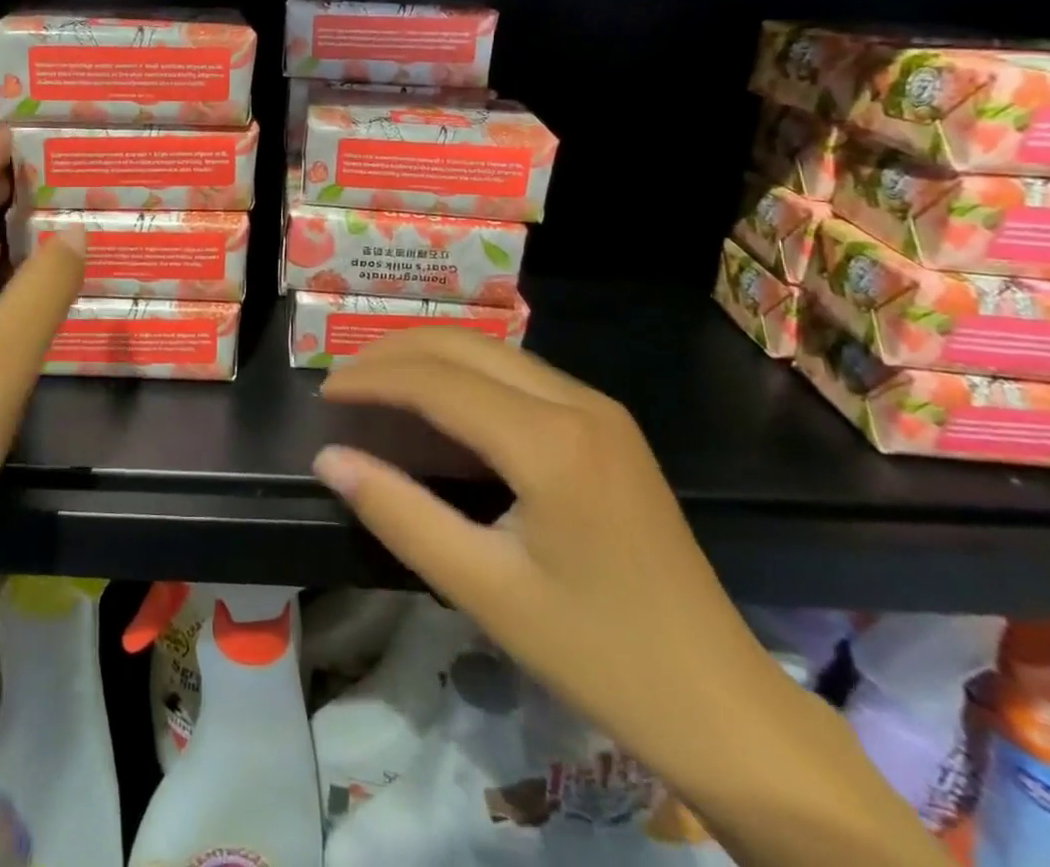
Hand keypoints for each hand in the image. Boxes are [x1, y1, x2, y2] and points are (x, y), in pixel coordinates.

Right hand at [310, 329, 789, 793]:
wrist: (724, 704)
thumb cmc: (599, 654)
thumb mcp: (484, 590)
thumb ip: (399, 513)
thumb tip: (329, 457)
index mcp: (550, 442)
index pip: (437, 380)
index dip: (372, 378)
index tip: (324, 393)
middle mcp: (578, 402)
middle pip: (464, 346)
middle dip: (394, 352)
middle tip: (342, 380)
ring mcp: (599, 409)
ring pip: (492, 351)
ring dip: (429, 356)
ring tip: (376, 383)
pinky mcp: (608, 425)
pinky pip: (518, 373)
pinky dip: (464, 373)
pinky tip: (439, 402)